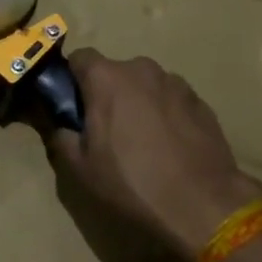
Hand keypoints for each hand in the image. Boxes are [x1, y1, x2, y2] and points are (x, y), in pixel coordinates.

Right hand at [46, 49, 261, 261]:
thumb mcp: (80, 167)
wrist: (202, 203)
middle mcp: (141, 69)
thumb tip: (59, 123)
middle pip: (114, 72)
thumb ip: (61, 135)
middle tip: (107, 130)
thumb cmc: (132, 182)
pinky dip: (165, 113)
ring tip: (143, 140)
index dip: (72, 79)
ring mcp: (175, 83)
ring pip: (145, 85)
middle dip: (107, 93)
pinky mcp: (200, 101)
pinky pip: (171, 99)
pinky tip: (169, 146)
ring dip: (138, 102)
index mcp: (106, 78)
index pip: (79, 57)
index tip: (73, 105)